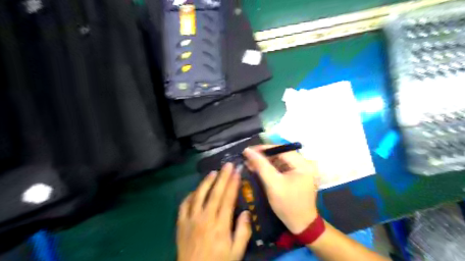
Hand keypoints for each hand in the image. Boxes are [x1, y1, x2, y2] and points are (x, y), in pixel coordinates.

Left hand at [176, 164, 252, 260]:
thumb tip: (246, 212)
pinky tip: (195, 191)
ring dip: (206, 182)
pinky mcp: (181, 223)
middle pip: (215, 192)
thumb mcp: (236, 252)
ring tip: (213, 172)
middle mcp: (205, 218)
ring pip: (199, 195)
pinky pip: (184, 205)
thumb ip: (243, 232)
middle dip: (223, 177)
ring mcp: (191, 219)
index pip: (228, 198)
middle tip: (227, 164)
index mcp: (220, 225)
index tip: (237, 172)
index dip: (233, 183)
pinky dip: (190, 195)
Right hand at [244, 146, 319, 232]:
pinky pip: (281, 167)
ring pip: (279, 160)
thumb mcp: (273, 184)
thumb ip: (261, 165)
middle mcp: (304, 163)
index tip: (248, 150)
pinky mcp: (296, 175)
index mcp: (303, 164)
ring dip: (265, 162)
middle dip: (263, 156)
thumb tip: (248, 150)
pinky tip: (258, 169)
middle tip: (248, 157)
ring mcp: (301, 170)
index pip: (281, 150)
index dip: (264, 149)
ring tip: (250, 163)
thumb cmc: (287, 205)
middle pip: (280, 154)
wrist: (300, 225)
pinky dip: (270, 168)